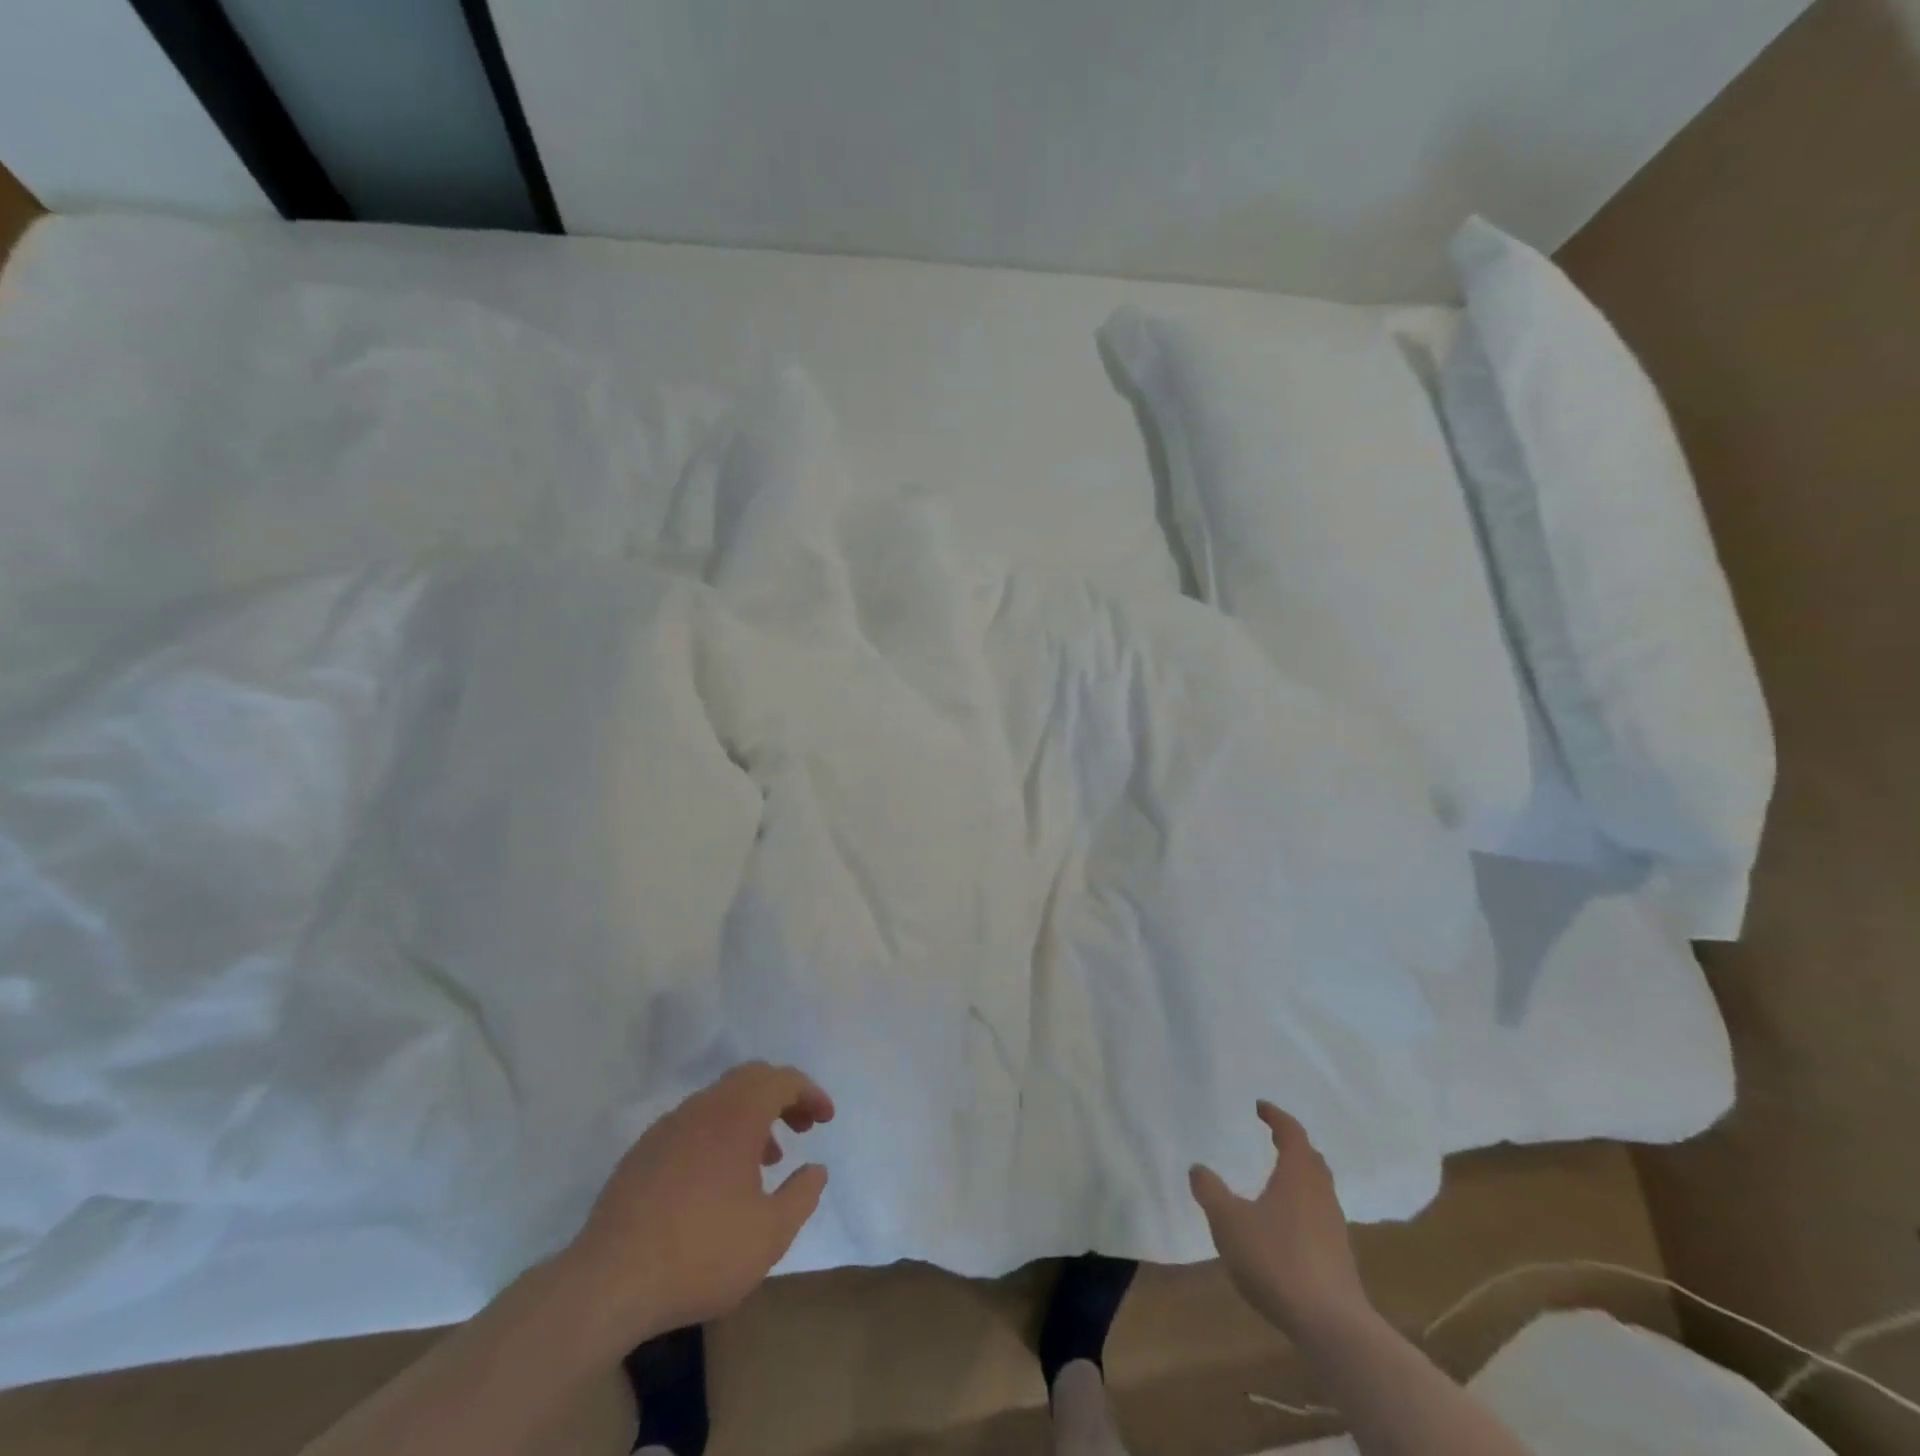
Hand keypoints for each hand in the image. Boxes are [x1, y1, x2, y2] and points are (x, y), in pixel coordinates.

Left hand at [557, 1062, 834, 1347]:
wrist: (607, 1284)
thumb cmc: (700, 1253)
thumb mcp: (770, 1235)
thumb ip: (802, 1196)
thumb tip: (816, 1169)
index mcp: (736, 1114)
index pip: (782, 1080)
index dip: (810, 1093)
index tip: (826, 1120)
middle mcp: (702, 1107)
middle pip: (750, 1079)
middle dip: (782, 1097)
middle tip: (801, 1127)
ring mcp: (667, 1128)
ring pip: (720, 1101)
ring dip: (750, 1118)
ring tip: (765, 1160)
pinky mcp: (642, 1153)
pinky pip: (693, 1125)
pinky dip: (719, 1134)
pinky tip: (718, 1181)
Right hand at [1189, 1101, 1370, 1338]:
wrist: (1332, 1325)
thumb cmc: (1277, 1260)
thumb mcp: (1229, 1222)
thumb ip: (1211, 1192)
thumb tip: (1197, 1168)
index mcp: (1298, 1175)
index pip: (1292, 1133)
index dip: (1276, 1117)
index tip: (1261, 1107)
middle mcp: (1320, 1193)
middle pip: (1311, 1159)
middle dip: (1293, 1145)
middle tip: (1273, 1137)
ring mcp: (1334, 1227)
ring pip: (1318, 1188)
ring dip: (1299, 1176)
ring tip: (1276, 1179)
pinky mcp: (1338, 1257)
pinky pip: (1319, 1216)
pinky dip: (1302, 1206)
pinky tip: (1284, 1225)